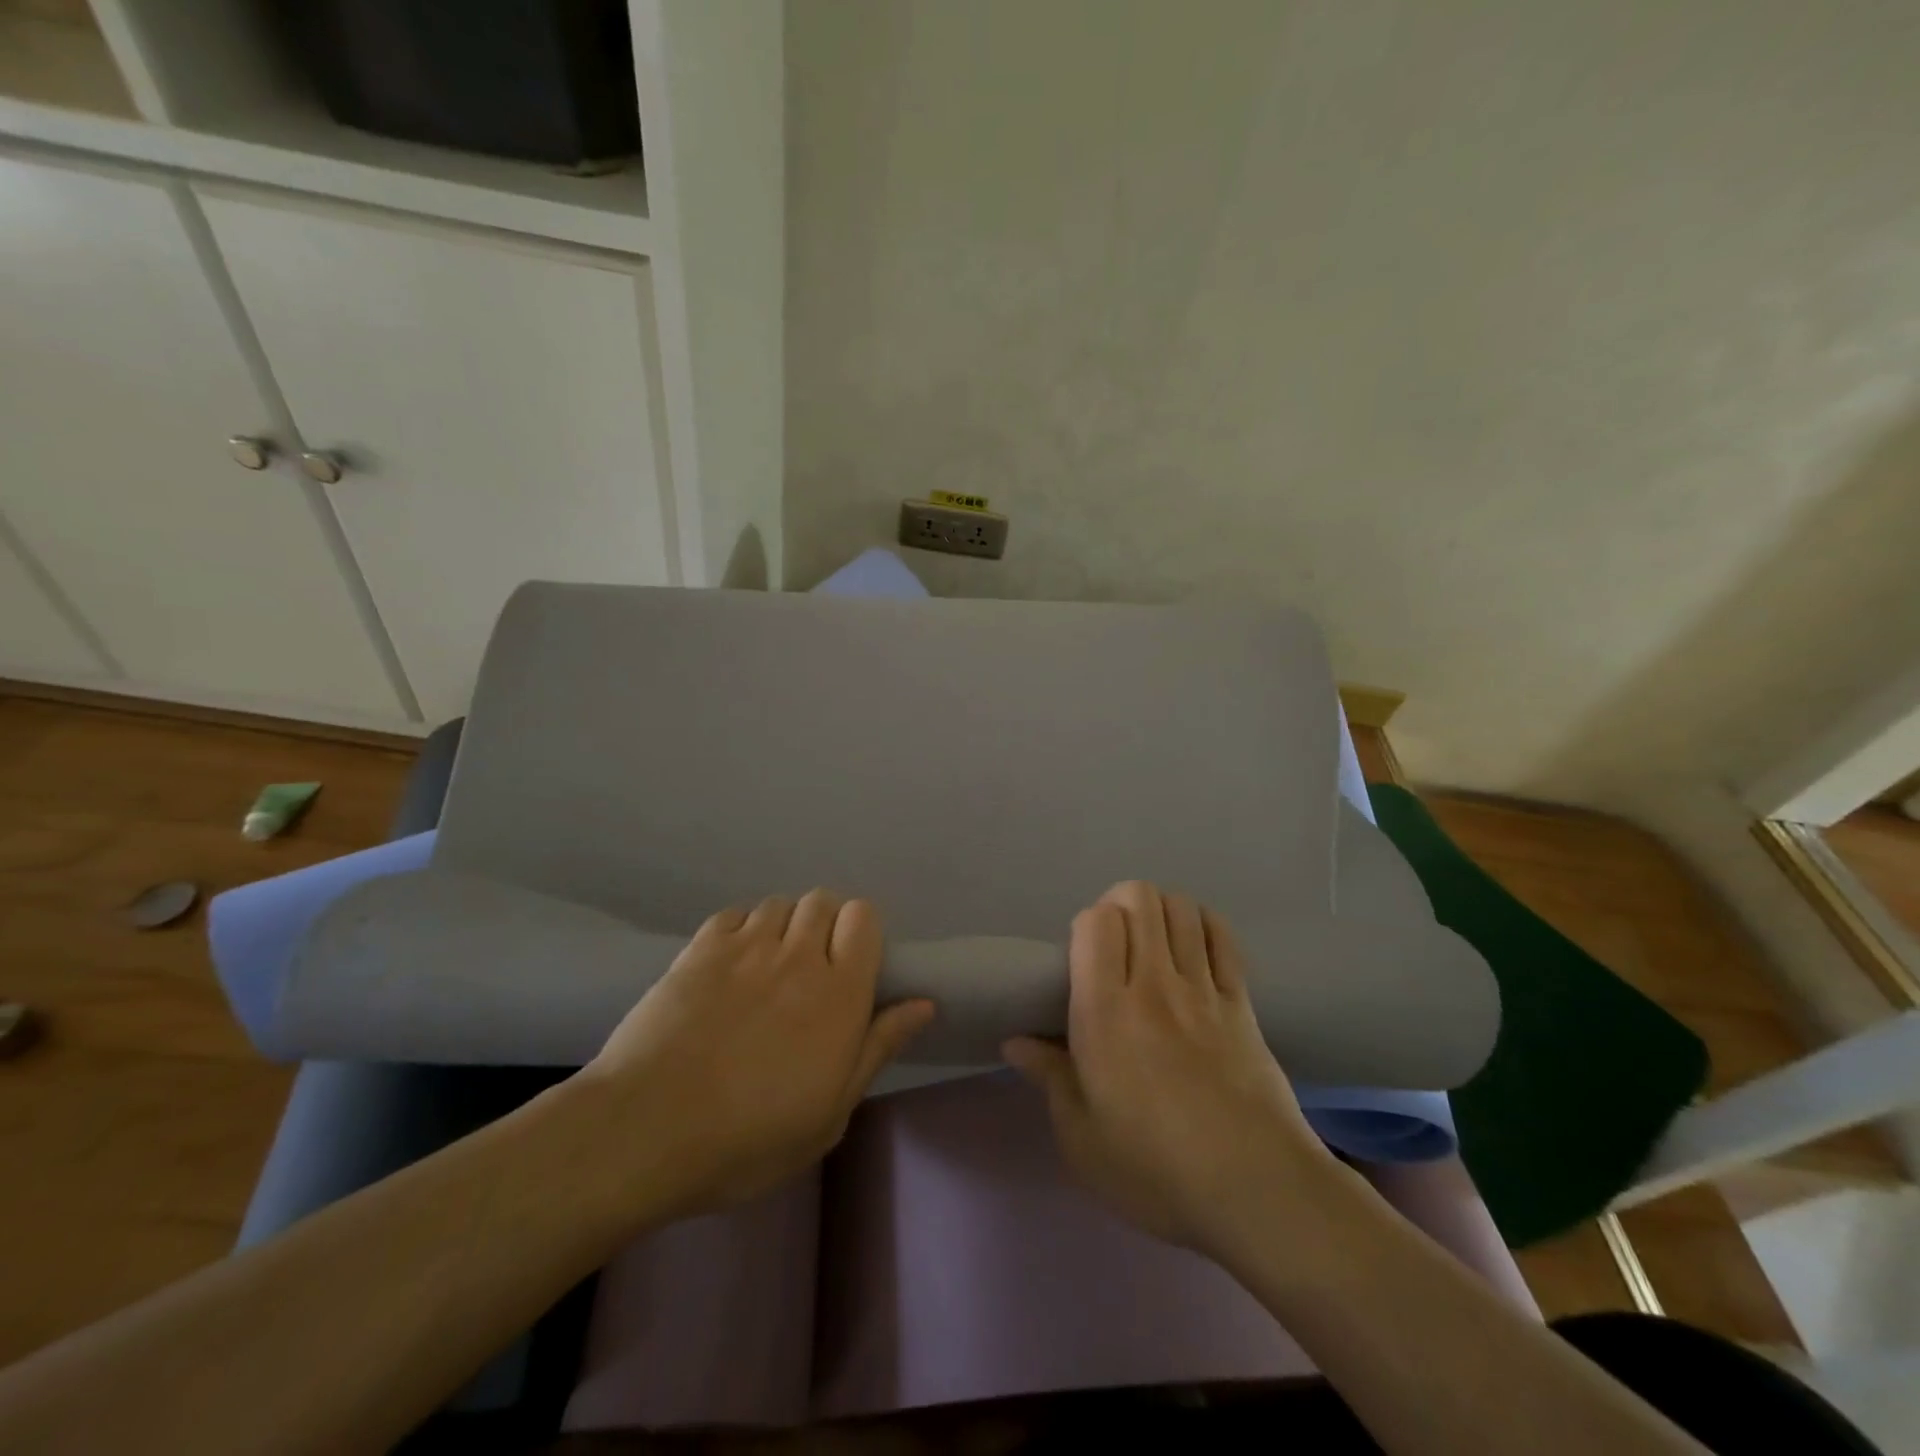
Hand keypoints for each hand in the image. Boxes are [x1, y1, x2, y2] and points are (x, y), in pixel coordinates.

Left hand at [578, 891, 934, 1218]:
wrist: (647, 1130)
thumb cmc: (750, 1137)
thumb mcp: (830, 1112)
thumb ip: (877, 1048)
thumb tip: (923, 1003)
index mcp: (839, 993)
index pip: (864, 918)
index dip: (862, 932)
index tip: (852, 966)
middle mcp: (797, 955)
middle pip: (823, 901)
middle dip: (825, 924)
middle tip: (811, 970)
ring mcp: (744, 946)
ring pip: (779, 904)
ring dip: (783, 926)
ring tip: (768, 966)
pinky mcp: (699, 949)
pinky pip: (734, 915)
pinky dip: (741, 929)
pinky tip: (730, 964)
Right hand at [1004, 881, 1336, 1258]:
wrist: (1256, 1192)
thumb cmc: (1155, 1170)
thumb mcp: (1081, 1138)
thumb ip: (1049, 1078)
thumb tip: (1015, 1042)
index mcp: (1105, 1012)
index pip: (1096, 922)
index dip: (1086, 924)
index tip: (1083, 958)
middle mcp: (1153, 985)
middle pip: (1139, 898)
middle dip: (1121, 904)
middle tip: (1115, 945)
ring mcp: (1203, 989)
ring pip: (1181, 908)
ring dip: (1161, 910)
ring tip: (1153, 943)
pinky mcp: (1242, 1003)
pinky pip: (1223, 938)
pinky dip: (1205, 925)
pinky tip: (1194, 947)